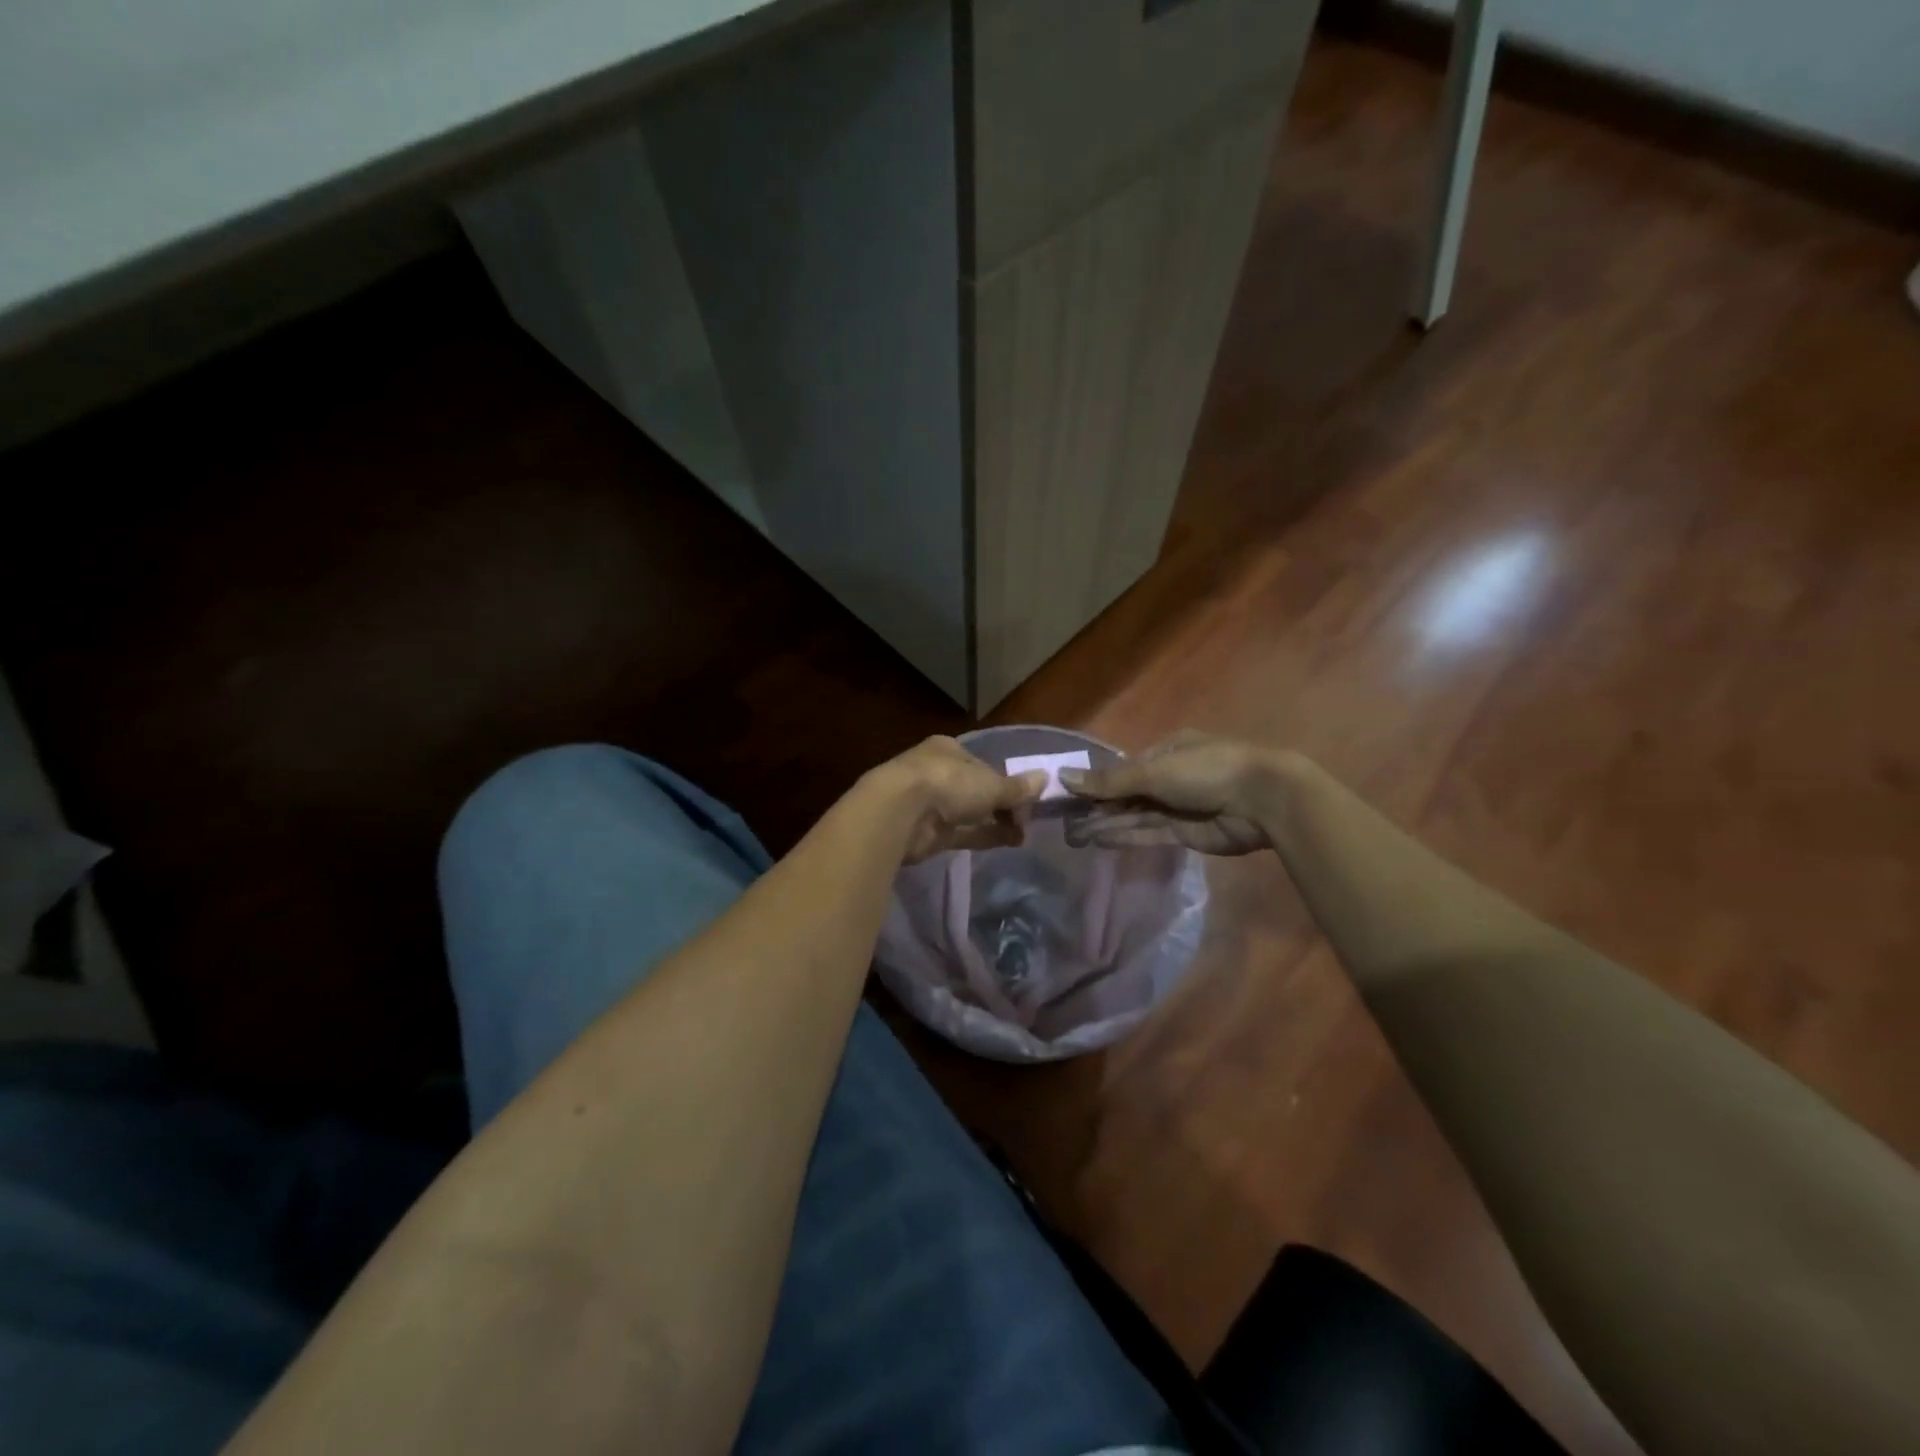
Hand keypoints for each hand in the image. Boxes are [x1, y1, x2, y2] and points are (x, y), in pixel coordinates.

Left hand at [870, 736, 1046, 863]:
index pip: (982, 764)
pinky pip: (962, 833)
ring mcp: (929, 804)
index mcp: (948, 750)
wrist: (900, 813)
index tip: (1026, 799)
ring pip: (970, 812)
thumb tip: (1044, 779)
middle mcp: (937, 773)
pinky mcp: (926, 832)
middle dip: (1002, 805)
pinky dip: (984, 836)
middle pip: (976, 789)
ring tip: (1023, 835)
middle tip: (1026, 821)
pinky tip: (1008, 842)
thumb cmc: (947, 783)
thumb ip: (1017, 787)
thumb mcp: (990, 783)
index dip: (1005, 782)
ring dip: (996, 822)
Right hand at [1061, 730, 1292, 856]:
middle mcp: (1171, 776)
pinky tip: (1100, 839)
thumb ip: (1109, 781)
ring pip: (1136, 814)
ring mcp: (1180, 806)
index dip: (1097, 782)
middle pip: (1128, 793)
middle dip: (1099, 805)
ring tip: (1075, 833)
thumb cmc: (1207, 771)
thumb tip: (1062, 776)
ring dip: (1108, 822)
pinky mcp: (1186, 833)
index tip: (1069, 795)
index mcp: (1167, 749)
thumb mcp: (1153, 771)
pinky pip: (1150, 832)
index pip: (1124, 767)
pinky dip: (1126, 835)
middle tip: (1064, 820)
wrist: (1263, 800)